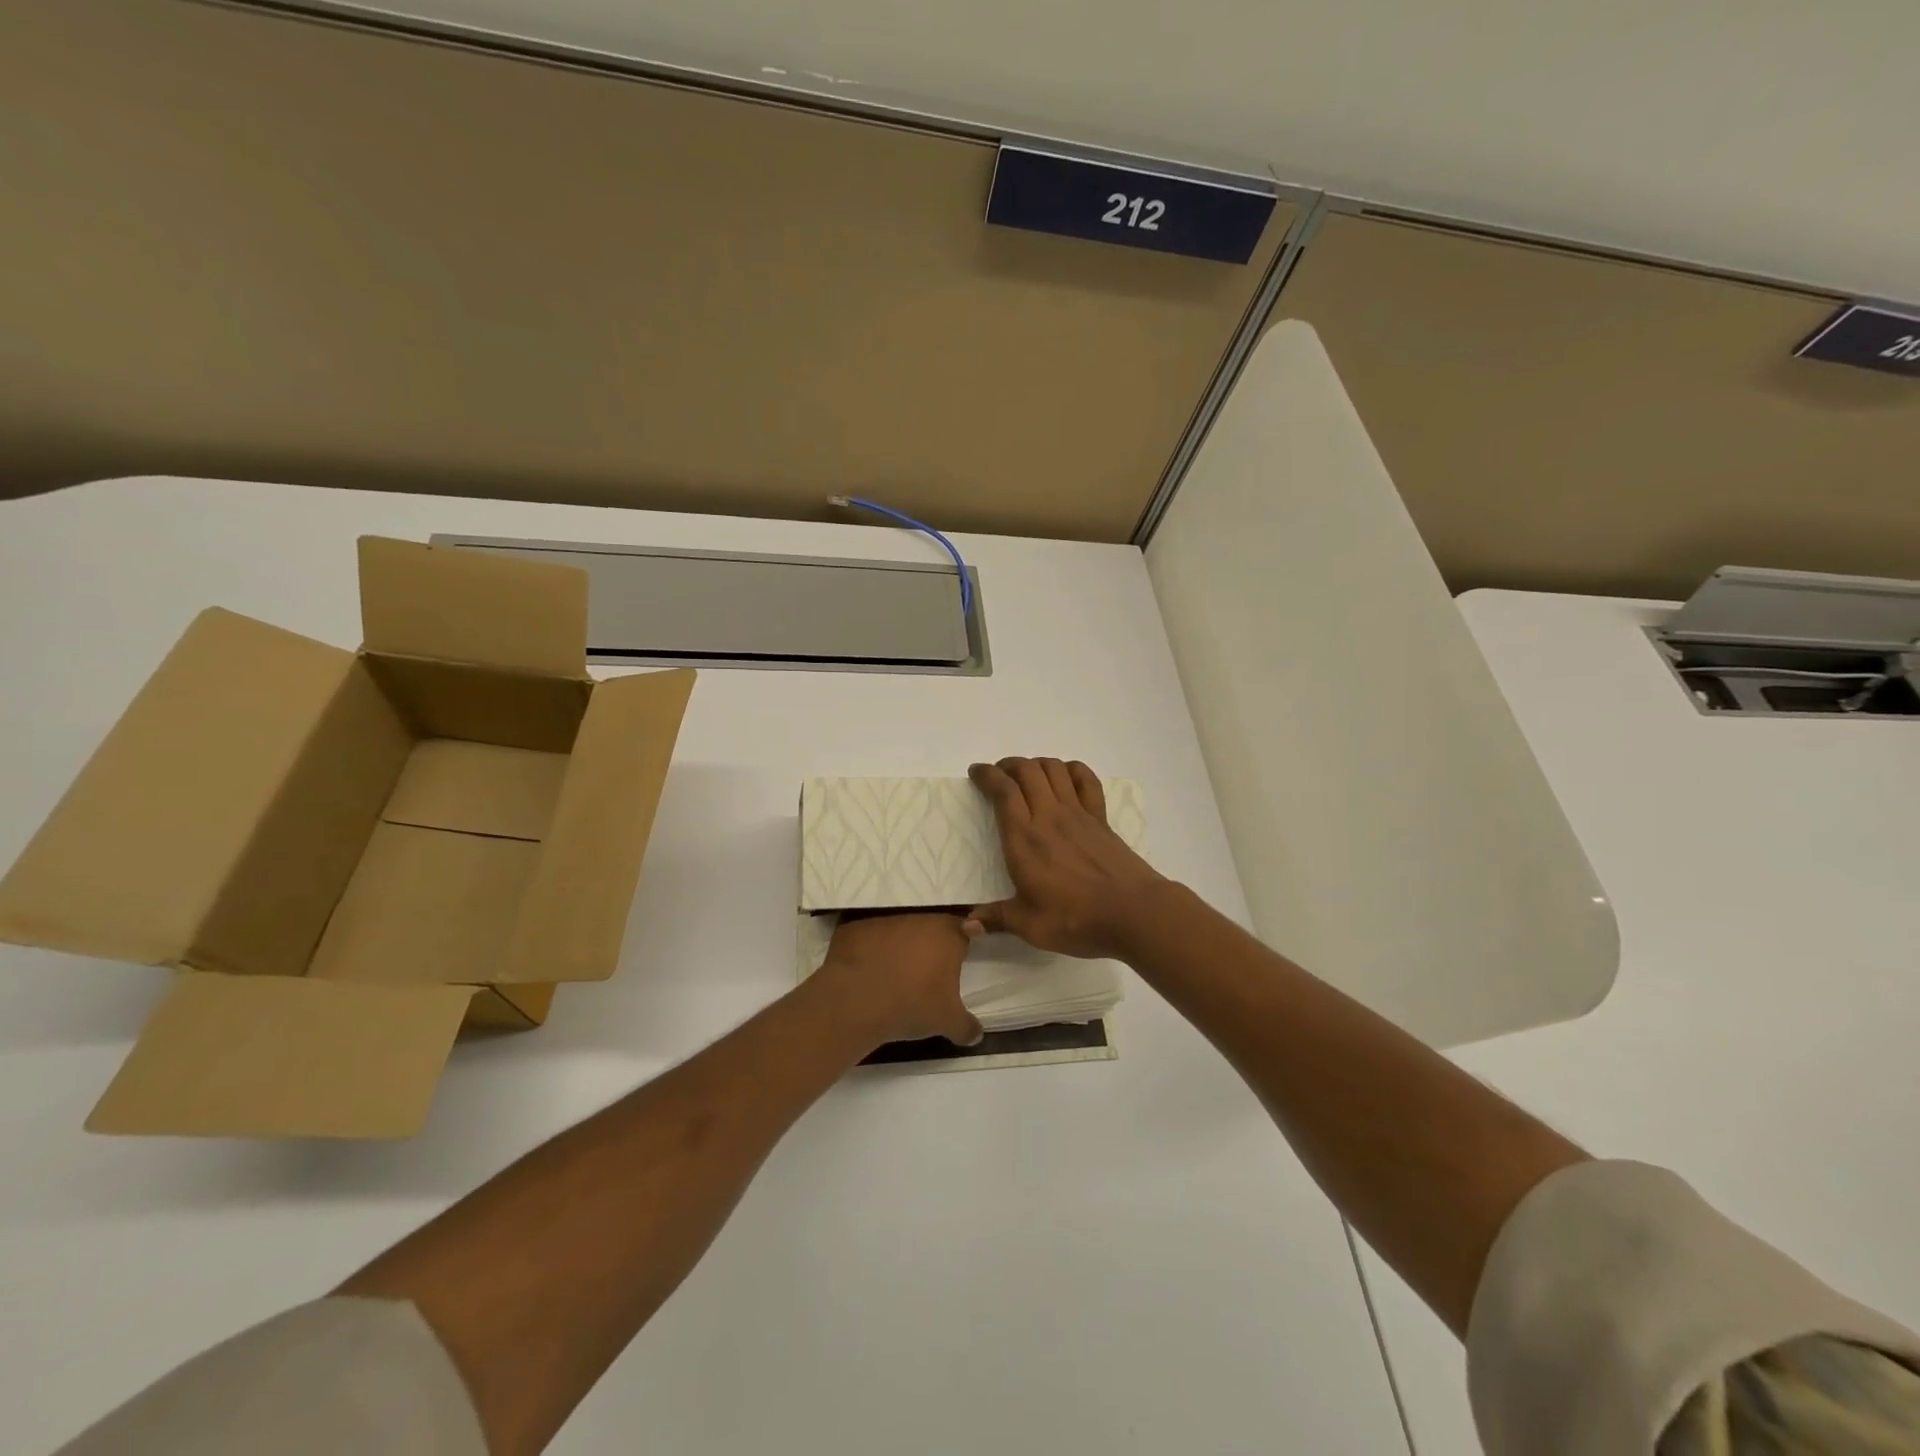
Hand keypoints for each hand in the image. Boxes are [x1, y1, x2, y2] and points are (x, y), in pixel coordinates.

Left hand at [818, 911, 982, 1047]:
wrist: (857, 1002)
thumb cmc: (912, 1005)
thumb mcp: (948, 1022)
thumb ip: (967, 1027)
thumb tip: (978, 1035)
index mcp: (947, 935)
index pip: (964, 930)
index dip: (960, 946)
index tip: (955, 963)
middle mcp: (918, 919)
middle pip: (930, 928)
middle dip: (930, 947)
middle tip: (925, 973)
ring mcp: (885, 921)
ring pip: (900, 931)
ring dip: (900, 947)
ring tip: (894, 974)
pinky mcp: (856, 928)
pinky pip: (869, 937)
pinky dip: (870, 950)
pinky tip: (867, 971)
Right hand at [965, 757, 1168, 959]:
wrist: (1133, 912)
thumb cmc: (1076, 919)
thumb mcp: (1030, 926)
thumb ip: (996, 919)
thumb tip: (965, 925)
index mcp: (1024, 839)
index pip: (1003, 791)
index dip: (987, 775)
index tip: (976, 772)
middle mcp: (1049, 816)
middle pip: (1027, 770)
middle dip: (1008, 765)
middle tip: (999, 775)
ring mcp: (1078, 814)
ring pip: (1054, 769)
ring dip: (1036, 764)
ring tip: (1027, 775)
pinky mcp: (1100, 818)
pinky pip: (1086, 780)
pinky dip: (1072, 770)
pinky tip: (1065, 777)